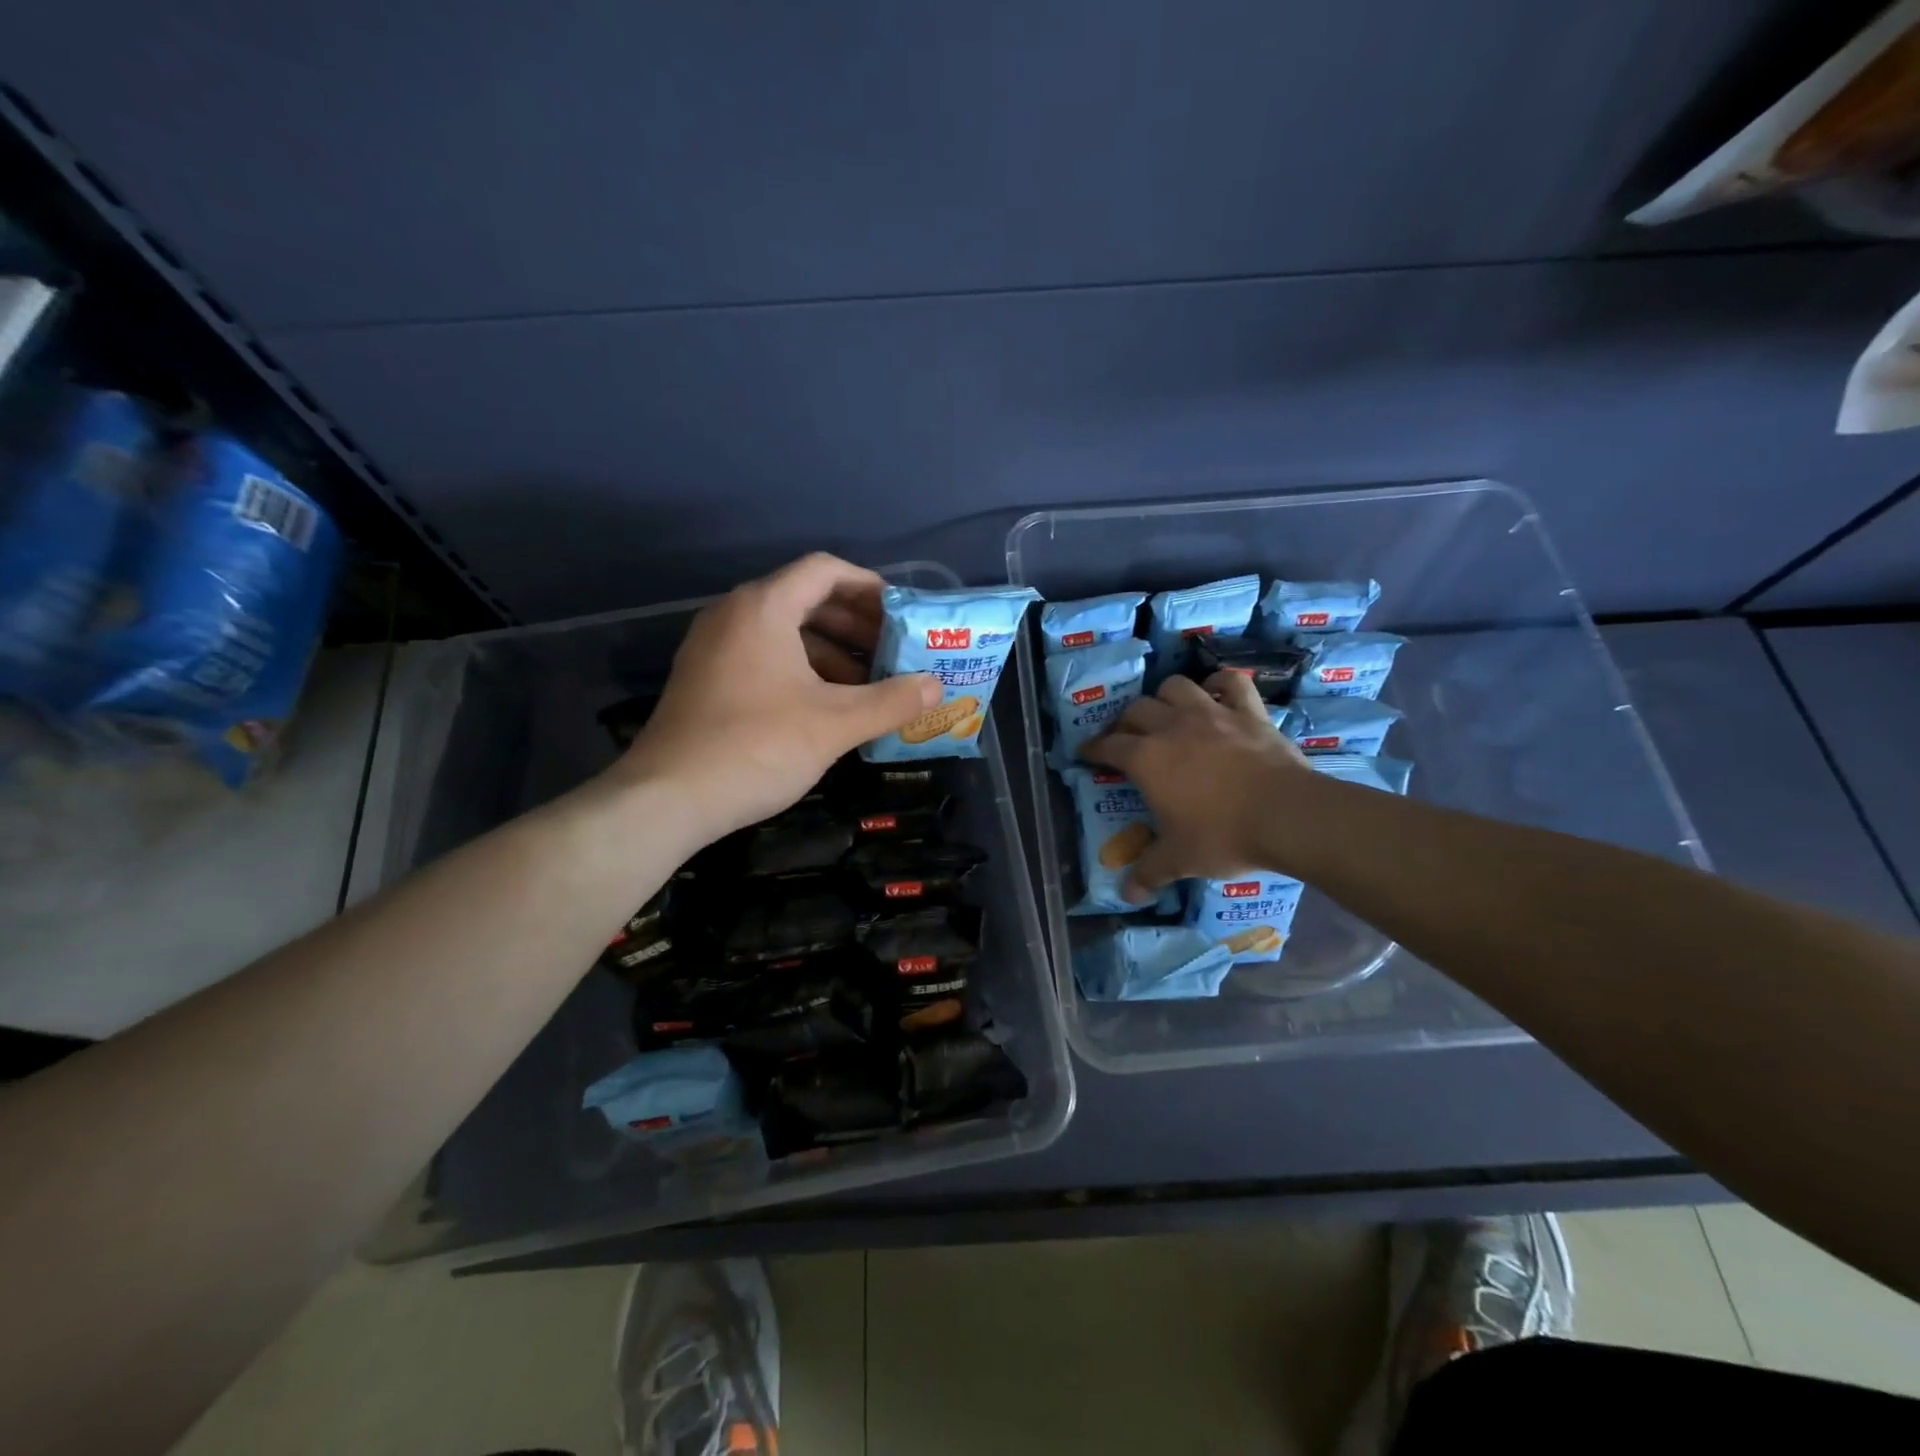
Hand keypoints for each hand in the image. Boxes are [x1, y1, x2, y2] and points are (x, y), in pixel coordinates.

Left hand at [614, 553, 939, 844]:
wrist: (667, 798)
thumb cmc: (757, 747)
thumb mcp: (835, 724)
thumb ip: (891, 701)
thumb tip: (937, 687)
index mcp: (764, 608)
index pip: (825, 570)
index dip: (869, 586)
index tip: (901, 614)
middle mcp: (734, 615)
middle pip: (805, 599)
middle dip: (855, 624)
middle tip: (893, 651)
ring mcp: (714, 647)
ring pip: (784, 632)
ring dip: (831, 651)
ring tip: (869, 684)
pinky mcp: (705, 679)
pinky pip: (763, 656)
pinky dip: (801, 669)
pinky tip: (827, 706)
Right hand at [1081, 671, 1313, 901]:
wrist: (1286, 815)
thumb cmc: (1223, 835)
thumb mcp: (1179, 860)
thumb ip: (1149, 873)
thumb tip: (1127, 896)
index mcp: (1146, 758)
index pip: (1108, 746)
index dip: (1093, 749)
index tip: (1086, 753)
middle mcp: (1172, 727)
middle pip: (1136, 710)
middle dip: (1125, 722)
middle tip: (1127, 739)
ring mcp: (1211, 713)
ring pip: (1176, 686)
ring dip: (1165, 697)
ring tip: (1167, 713)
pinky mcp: (1248, 712)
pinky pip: (1231, 683)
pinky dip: (1220, 683)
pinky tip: (1215, 692)